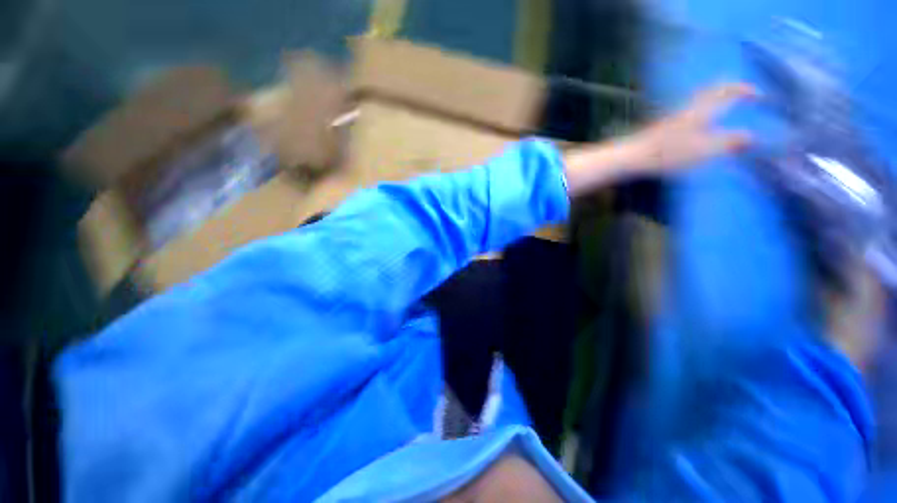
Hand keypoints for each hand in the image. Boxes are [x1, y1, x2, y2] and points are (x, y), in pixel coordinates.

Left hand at [625, 83, 756, 172]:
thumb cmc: (668, 154)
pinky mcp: (662, 129)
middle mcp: (687, 110)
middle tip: (742, 95)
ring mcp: (673, 118)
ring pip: (699, 102)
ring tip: (726, 108)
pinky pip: (689, 114)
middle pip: (711, 91)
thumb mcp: (703, 150)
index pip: (727, 91)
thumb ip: (728, 143)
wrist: (632, 157)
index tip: (758, 94)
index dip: (744, 90)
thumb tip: (751, 137)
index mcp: (701, 111)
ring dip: (715, 100)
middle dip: (729, 90)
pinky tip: (699, 126)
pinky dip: (702, 113)